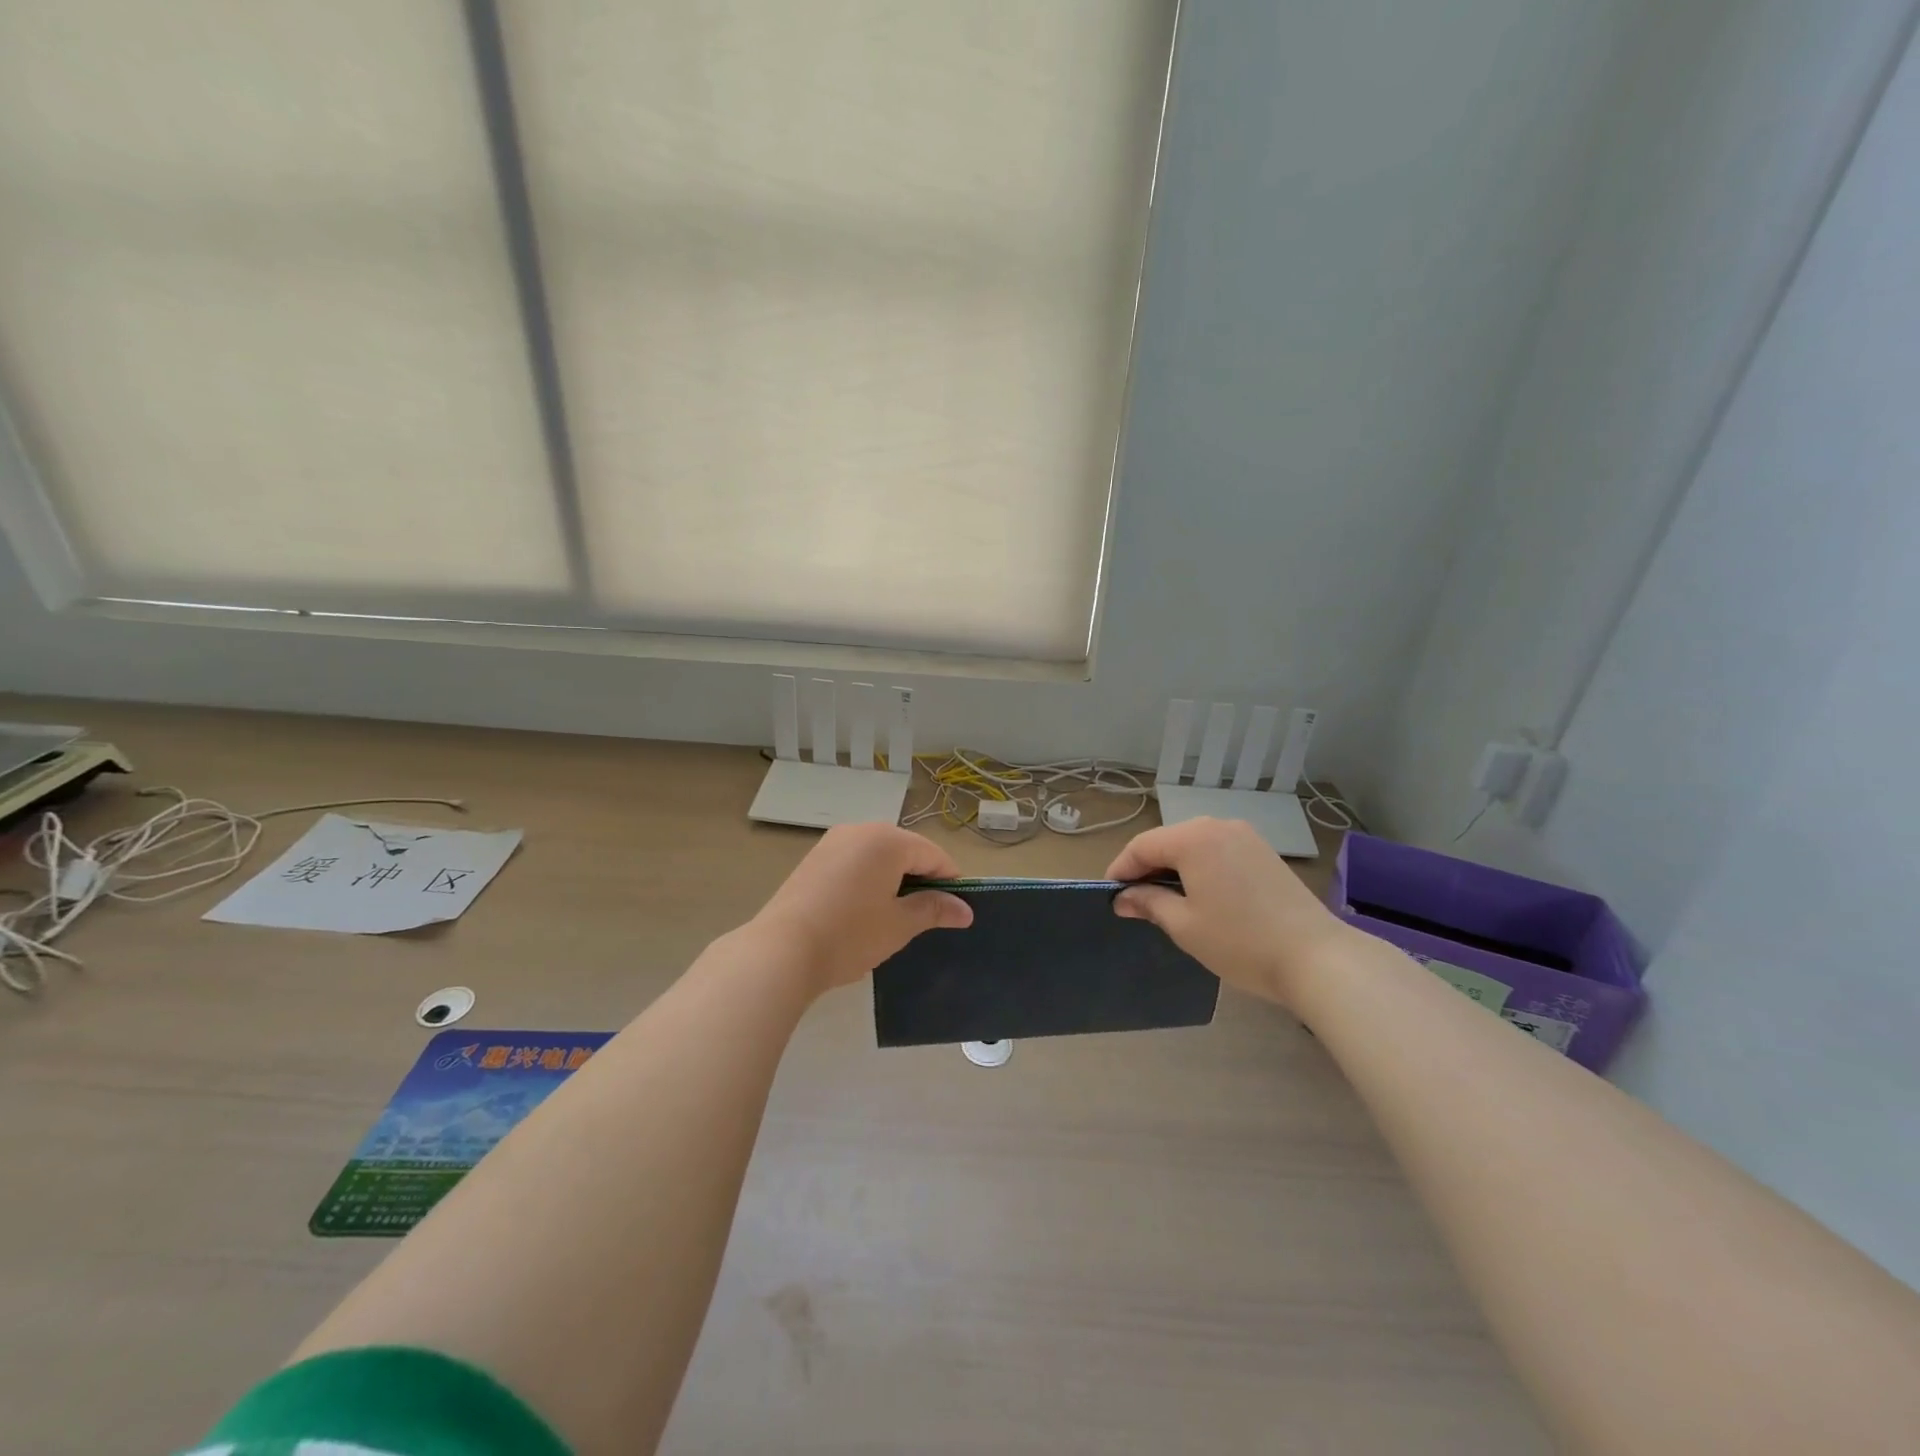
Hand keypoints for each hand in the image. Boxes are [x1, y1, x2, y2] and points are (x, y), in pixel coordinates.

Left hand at [753, 824, 973, 993]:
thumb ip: (934, 910)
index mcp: (888, 840)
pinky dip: (867, 878)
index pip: (933, 855)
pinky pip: (854, 861)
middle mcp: (861, 830)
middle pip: (905, 849)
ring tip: (893, 914)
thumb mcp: (899, 925)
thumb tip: (965, 910)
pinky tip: (862, 909)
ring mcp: (833, 842)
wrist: (781, 950)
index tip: (955, 909)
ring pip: (877, 854)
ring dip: (893, 878)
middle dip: (920, 878)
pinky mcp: (814, 858)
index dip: (950, 880)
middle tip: (925, 915)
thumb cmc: (850, 935)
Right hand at [1107, 817, 1351, 1007]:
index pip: (1142, 846)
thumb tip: (1124, 897)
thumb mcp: (1184, 925)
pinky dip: (1201, 867)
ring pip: (1194, 845)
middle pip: (1168, 841)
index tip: (1110, 895)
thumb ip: (1149, 903)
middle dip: (1147, 867)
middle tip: (1134, 901)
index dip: (1121, 870)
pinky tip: (1201, 895)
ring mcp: (1245, 836)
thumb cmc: (1240, 942)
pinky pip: (1218, 851)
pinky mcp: (1264, 852)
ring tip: (1166, 900)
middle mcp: (1217, 826)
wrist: (1317, 957)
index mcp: (1193, 838)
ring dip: (1175, 867)